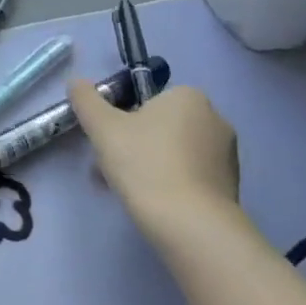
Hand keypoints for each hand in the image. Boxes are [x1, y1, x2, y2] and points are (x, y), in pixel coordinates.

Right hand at [68, 81, 240, 235]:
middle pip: (158, 126)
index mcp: (188, 97)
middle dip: (131, 144)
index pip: (147, 99)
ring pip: (172, 152)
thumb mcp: (102, 127)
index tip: (106, 141)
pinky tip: (151, 202)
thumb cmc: (144, 164)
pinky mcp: (229, 184)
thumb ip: (86, 99)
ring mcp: (226, 154)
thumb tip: (76, 81)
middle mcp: (214, 118)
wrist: (190, 223)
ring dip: (146, 164)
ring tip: (123, 189)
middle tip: (108, 167)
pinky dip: (168, 182)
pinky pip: (189, 175)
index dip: (122, 118)